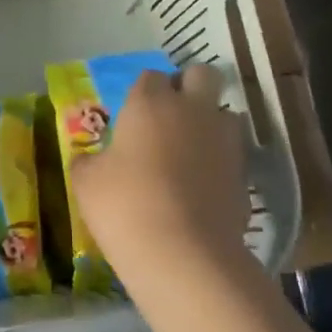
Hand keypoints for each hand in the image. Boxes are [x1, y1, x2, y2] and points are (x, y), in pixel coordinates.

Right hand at [69, 65, 254, 288]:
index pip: (151, 76)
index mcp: (150, 102)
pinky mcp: (244, 175)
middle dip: (191, 86)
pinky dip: (221, 163)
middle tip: (172, 116)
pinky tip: (204, 188)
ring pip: (226, 113)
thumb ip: (89, 162)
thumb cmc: (126, 206)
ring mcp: (224, 141)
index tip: (134, 117)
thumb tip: (90, 160)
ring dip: (211, 124)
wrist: (185, 256)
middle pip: (203, 75)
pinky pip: (234, 155)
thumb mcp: (87, 183)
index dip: (144, 93)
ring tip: (192, 152)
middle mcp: (192, 110)